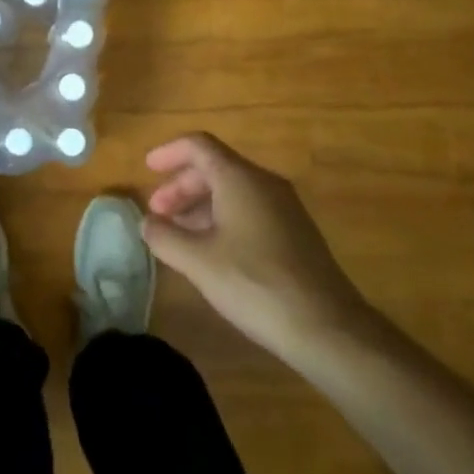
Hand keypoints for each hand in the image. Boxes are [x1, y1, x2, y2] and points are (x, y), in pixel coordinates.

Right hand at [142, 133, 373, 363]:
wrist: (327, 327)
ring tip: (178, 234)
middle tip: (157, 213)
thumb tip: (147, 223)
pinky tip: (211, 251)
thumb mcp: (198, 262)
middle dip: (181, 186)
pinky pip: (249, 210)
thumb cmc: (255, 283)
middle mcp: (264, 183)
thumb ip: (165, 237)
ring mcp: (284, 208)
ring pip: (233, 191)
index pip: (198, 145)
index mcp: (239, 178)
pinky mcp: (294, 233)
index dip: (169, 152)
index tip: (147, 169)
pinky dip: (222, 219)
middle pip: (215, 168)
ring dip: (200, 205)